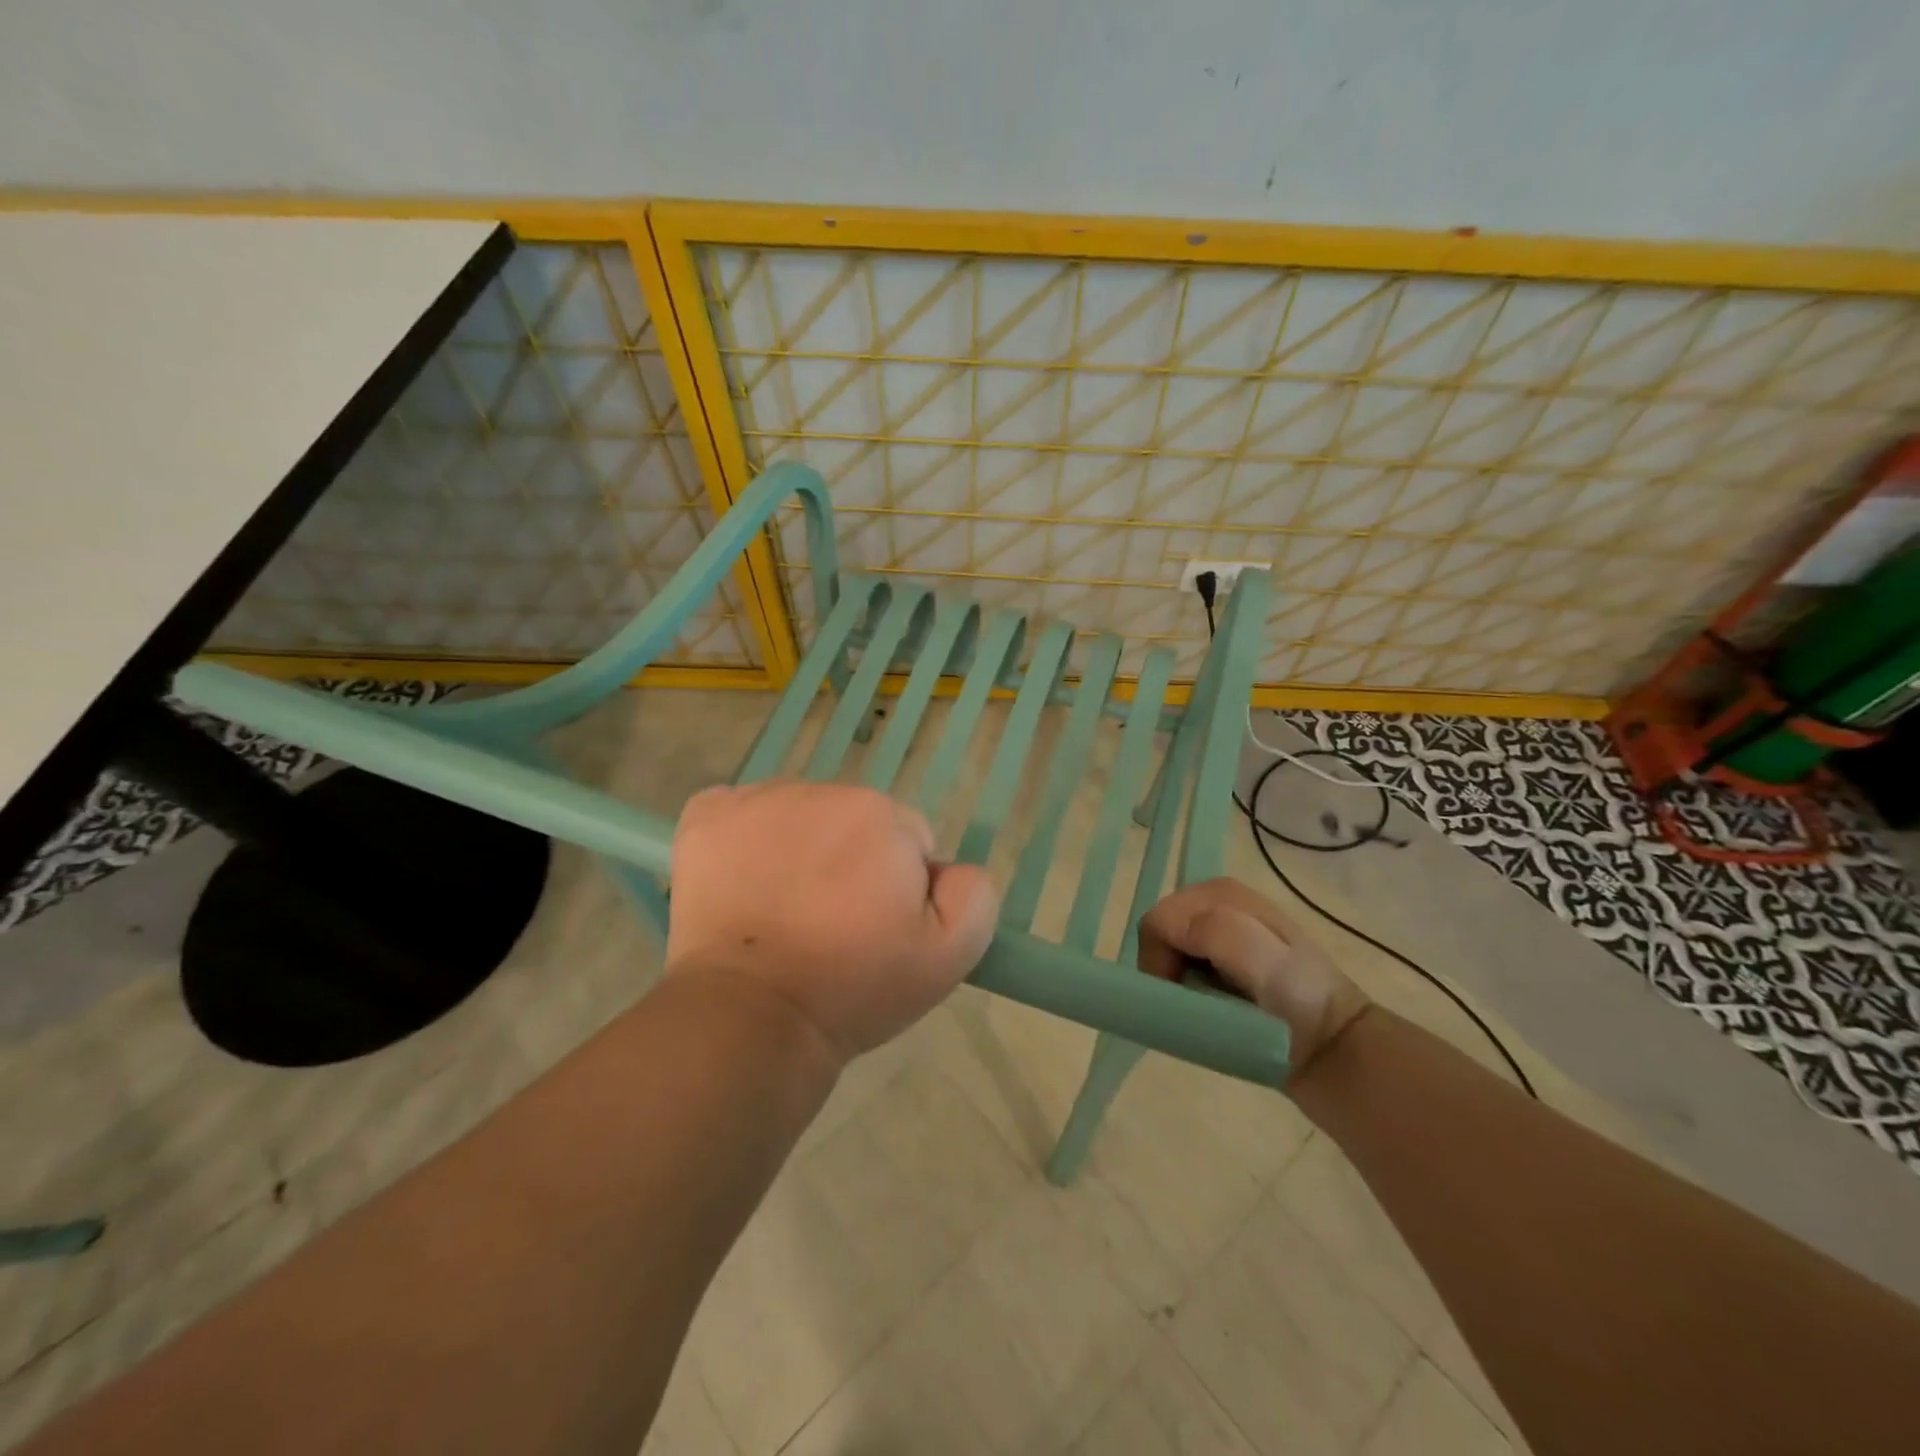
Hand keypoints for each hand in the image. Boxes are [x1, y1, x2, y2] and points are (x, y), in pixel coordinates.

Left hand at [667, 781, 998, 1060]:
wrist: (752, 1015)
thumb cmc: (853, 986)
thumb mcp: (948, 957)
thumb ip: (973, 893)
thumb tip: (948, 868)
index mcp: (882, 815)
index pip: (906, 840)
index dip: (897, 888)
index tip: (875, 930)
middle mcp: (821, 791)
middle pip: (852, 821)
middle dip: (850, 863)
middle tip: (830, 925)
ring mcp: (757, 799)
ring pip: (799, 816)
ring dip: (801, 849)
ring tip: (785, 911)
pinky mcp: (707, 816)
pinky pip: (741, 810)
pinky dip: (745, 837)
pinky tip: (744, 881)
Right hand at [1139, 877, 1369, 1071]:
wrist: (1336, 1044)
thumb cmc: (1300, 1002)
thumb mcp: (1266, 962)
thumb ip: (1218, 932)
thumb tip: (1168, 928)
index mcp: (1220, 892)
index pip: (1158, 921)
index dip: (1159, 959)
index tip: (1180, 994)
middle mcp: (1214, 901)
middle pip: (1160, 932)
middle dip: (1166, 967)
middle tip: (1194, 1002)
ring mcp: (1217, 928)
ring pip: (1168, 950)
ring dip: (1176, 979)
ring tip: (1207, 1004)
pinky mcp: (1219, 955)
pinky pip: (1181, 964)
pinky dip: (1185, 986)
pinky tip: (1211, 1002)